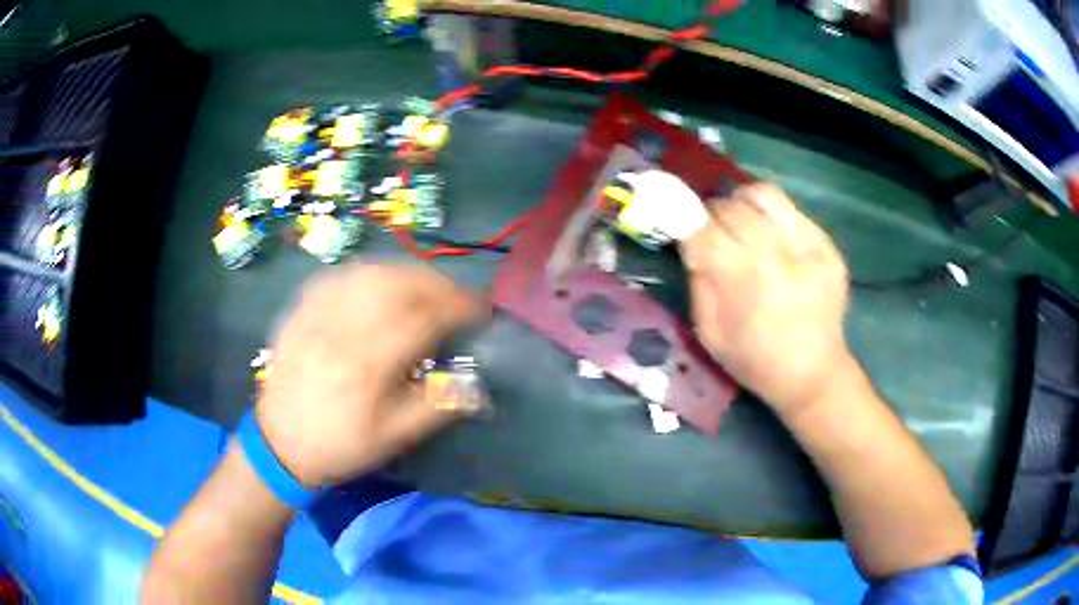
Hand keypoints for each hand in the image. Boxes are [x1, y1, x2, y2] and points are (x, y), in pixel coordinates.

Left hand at [254, 263, 478, 486]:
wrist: (279, 443)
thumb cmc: (340, 444)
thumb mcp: (393, 438)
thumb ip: (436, 407)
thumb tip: (476, 385)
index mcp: (368, 365)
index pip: (422, 319)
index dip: (458, 308)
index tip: (480, 309)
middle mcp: (342, 330)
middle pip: (396, 284)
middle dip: (435, 282)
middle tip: (456, 294)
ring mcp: (317, 315)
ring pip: (367, 272)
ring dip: (404, 272)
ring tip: (424, 285)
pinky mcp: (300, 311)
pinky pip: (337, 276)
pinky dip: (367, 272)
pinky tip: (379, 281)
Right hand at [680, 183, 854, 417]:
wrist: (812, 374)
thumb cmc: (754, 360)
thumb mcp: (709, 332)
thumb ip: (698, 282)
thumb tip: (692, 243)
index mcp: (740, 278)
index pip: (702, 228)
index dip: (688, 224)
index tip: (687, 231)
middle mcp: (774, 253)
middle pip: (731, 208)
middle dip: (714, 215)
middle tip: (714, 230)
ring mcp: (805, 246)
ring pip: (763, 195)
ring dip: (743, 202)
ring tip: (742, 219)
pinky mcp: (827, 246)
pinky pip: (792, 210)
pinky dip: (772, 215)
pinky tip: (771, 234)